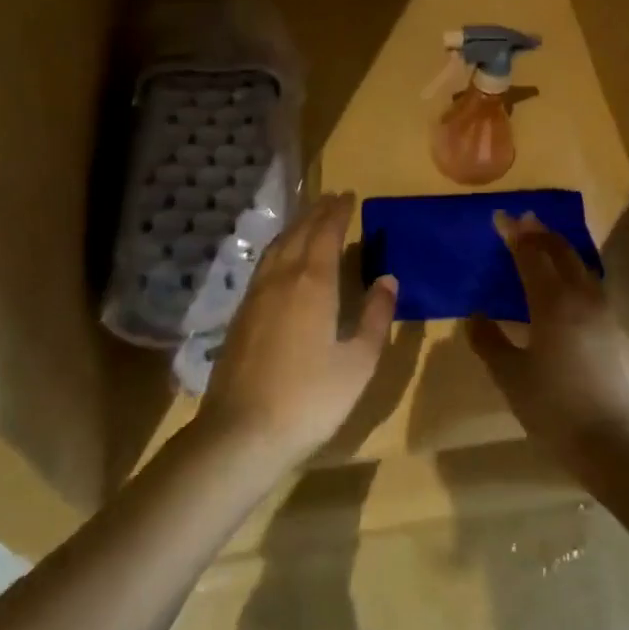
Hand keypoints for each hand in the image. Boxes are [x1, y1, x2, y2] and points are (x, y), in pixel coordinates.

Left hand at [197, 192, 396, 468]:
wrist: (241, 433)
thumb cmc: (310, 398)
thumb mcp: (358, 361)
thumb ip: (375, 316)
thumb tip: (388, 278)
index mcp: (313, 283)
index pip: (326, 233)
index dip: (338, 212)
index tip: (349, 196)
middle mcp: (281, 278)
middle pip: (299, 233)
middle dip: (317, 212)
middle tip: (332, 199)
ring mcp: (255, 295)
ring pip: (277, 247)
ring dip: (295, 227)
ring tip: (309, 219)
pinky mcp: (240, 315)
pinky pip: (264, 265)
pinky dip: (279, 248)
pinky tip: (281, 260)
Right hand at [467, 211, 628, 471]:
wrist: (620, 443)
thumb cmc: (557, 409)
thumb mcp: (512, 378)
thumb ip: (490, 342)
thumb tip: (476, 315)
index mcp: (553, 303)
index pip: (530, 255)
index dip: (514, 234)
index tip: (501, 217)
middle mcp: (583, 298)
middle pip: (562, 253)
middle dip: (541, 233)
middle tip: (525, 221)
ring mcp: (607, 315)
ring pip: (583, 269)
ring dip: (562, 252)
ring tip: (547, 248)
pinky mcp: (621, 333)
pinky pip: (594, 290)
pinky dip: (577, 277)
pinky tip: (570, 293)